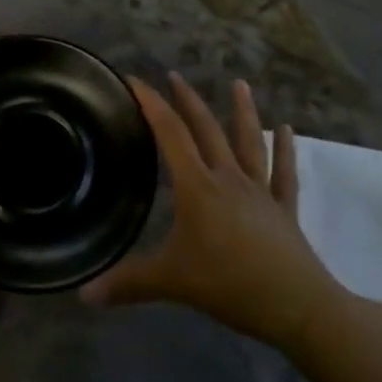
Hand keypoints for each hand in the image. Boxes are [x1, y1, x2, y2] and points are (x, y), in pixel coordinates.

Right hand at [82, 72, 355, 347]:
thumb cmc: (231, 285)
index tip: (134, 80)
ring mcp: (259, 191)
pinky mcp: (284, 209)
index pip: (169, 133)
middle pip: (206, 129)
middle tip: (175, 75)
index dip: (150, 103)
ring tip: (240, 83)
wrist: (298, 306)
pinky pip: (284, 173)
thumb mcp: (172, 282)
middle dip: (188, 100)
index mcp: (197, 186)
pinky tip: (288, 129)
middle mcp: (227, 178)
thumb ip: (128, 283)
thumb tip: (83, 294)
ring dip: (243, 111)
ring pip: (249, 142)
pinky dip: (286, 150)